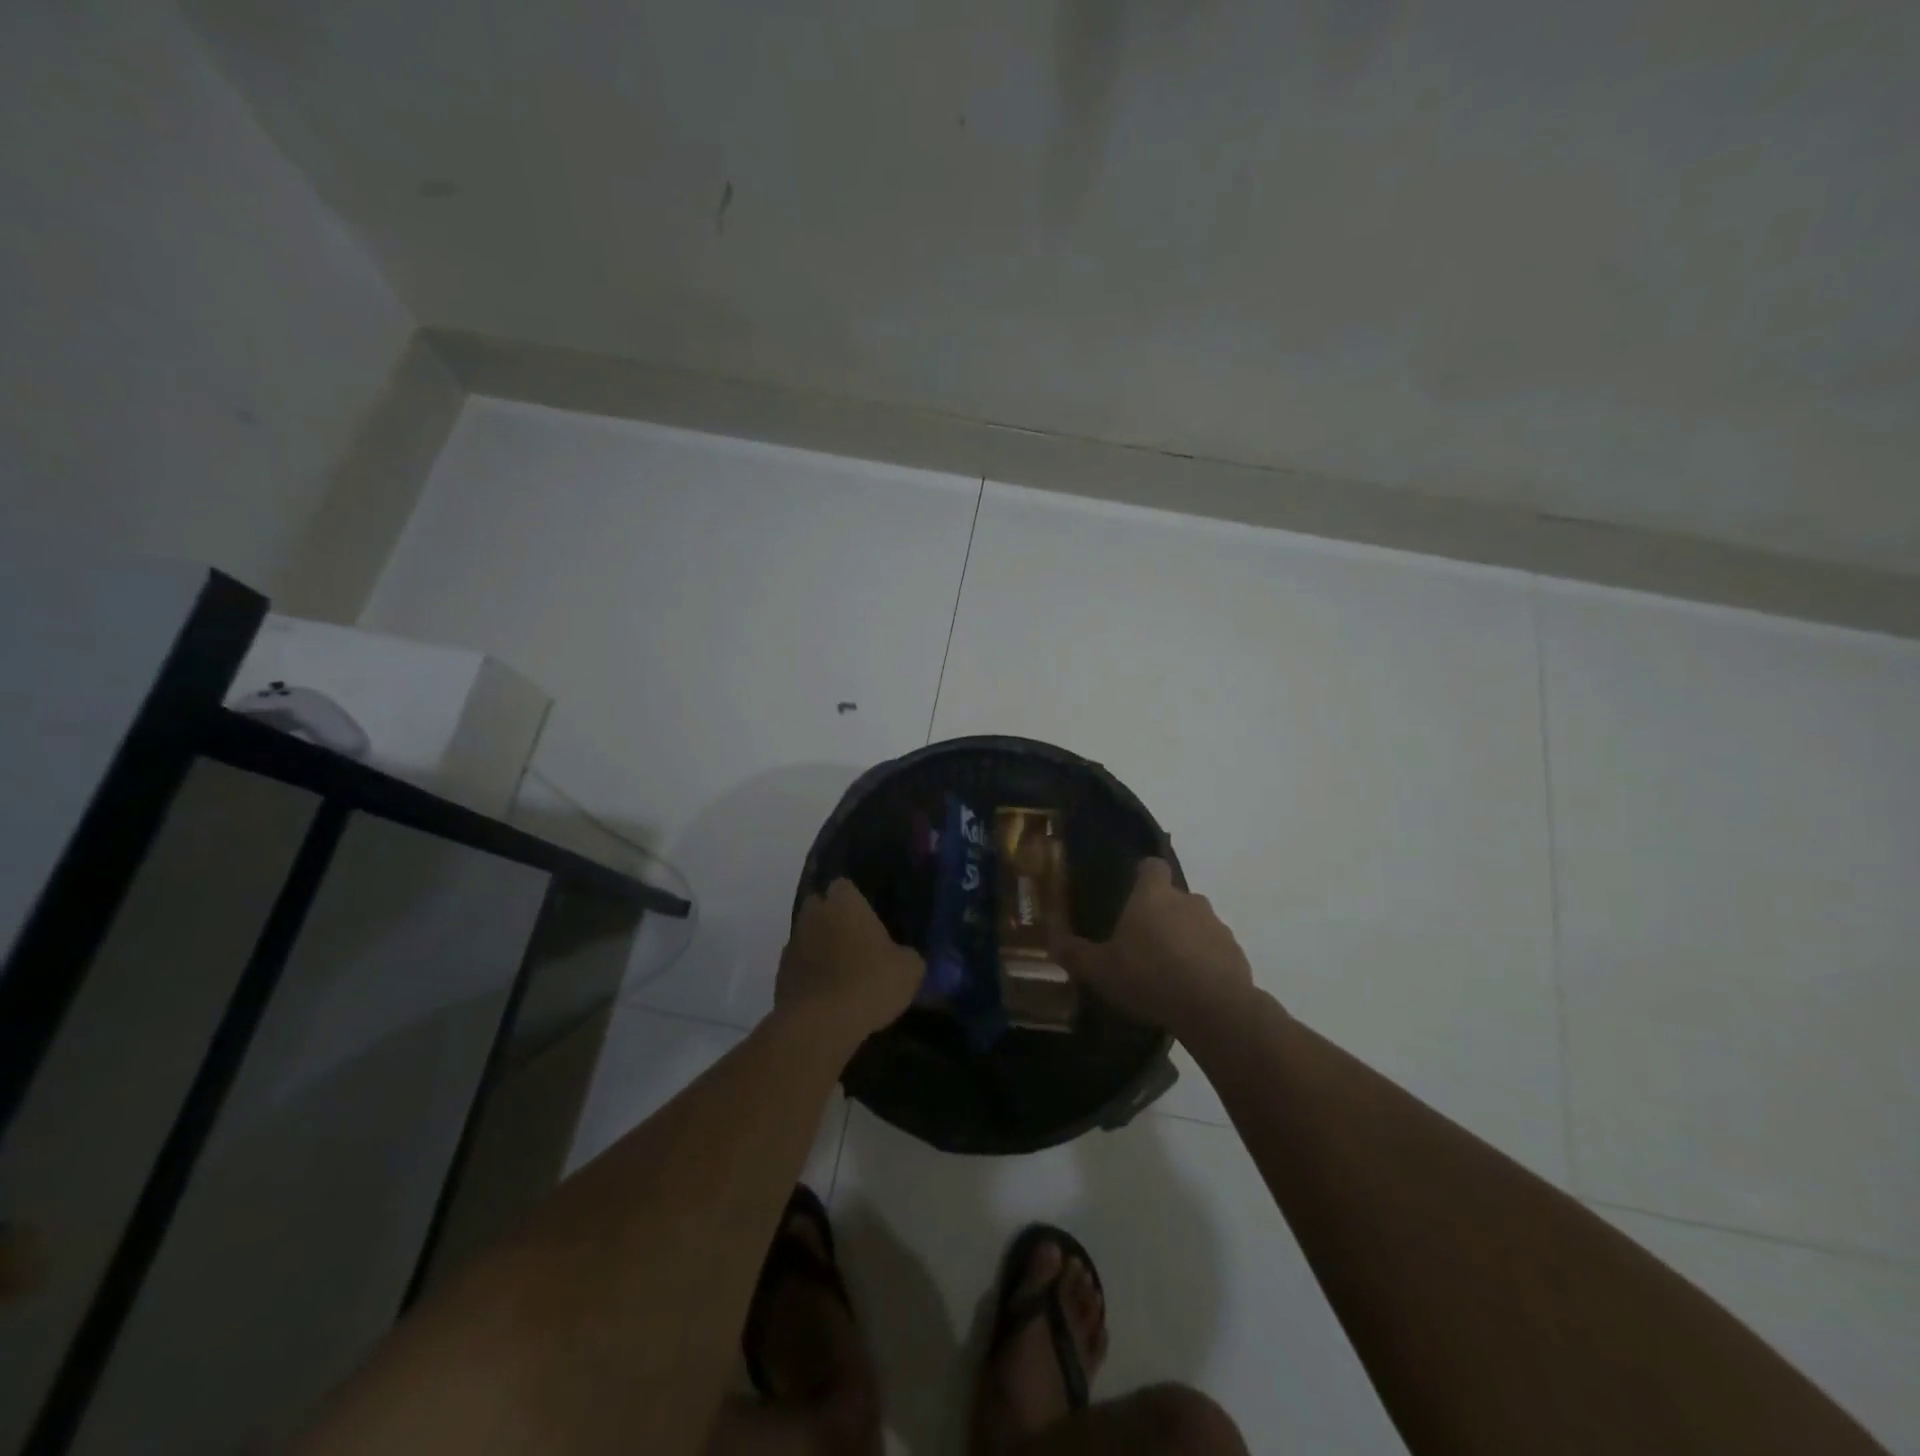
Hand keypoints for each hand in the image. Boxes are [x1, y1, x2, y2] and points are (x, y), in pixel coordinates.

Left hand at [777, 879, 922, 1045]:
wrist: (820, 1023)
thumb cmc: (869, 982)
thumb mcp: (909, 969)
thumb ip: (907, 955)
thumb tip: (903, 956)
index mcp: (844, 903)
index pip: (844, 885)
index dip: (855, 900)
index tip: (868, 918)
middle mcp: (813, 914)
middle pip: (819, 906)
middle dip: (832, 919)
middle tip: (855, 942)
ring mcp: (792, 944)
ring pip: (806, 936)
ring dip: (819, 948)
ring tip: (842, 973)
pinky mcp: (780, 974)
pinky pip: (798, 966)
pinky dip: (809, 974)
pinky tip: (827, 995)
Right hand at [1051, 858, 1256, 1038]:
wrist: (1214, 1008)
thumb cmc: (1149, 977)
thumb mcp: (1100, 970)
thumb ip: (1075, 953)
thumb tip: (1052, 940)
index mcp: (1153, 895)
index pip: (1152, 866)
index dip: (1142, 876)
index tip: (1131, 895)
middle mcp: (1188, 900)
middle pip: (1172, 898)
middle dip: (1160, 915)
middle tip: (1141, 945)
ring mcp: (1216, 925)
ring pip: (1195, 924)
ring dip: (1183, 939)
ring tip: (1167, 972)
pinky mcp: (1236, 952)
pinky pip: (1214, 950)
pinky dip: (1204, 962)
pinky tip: (1191, 989)